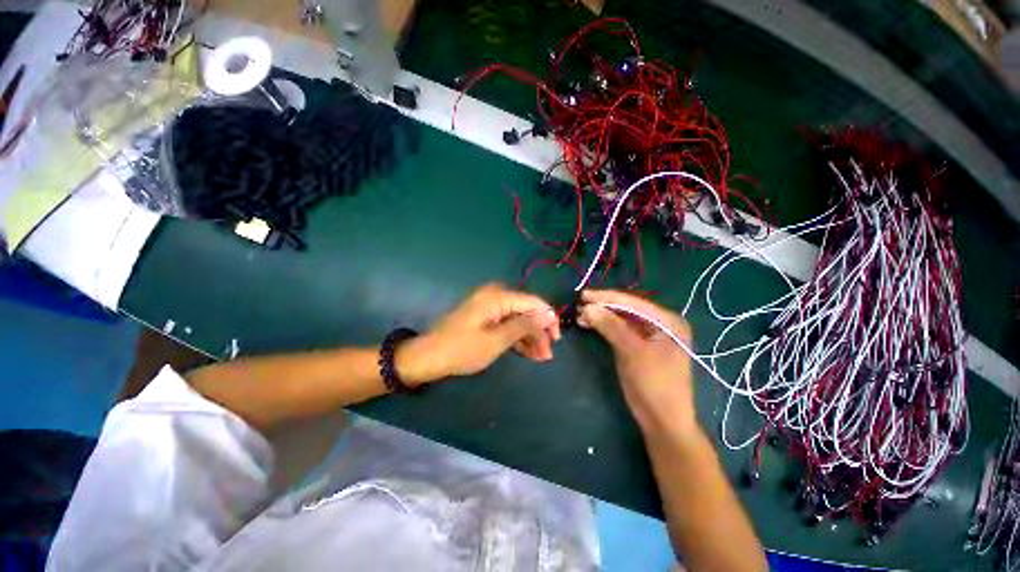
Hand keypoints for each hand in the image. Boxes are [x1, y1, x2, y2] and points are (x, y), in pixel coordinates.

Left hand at [397, 283, 560, 384]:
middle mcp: (496, 296)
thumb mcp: (497, 340)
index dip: (548, 319)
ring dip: (530, 337)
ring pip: (518, 319)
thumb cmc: (462, 349)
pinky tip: (527, 353)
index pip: (534, 302)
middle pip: (527, 311)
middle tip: (547, 355)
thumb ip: (524, 325)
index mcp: (498, 296)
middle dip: (539, 332)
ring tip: (540, 358)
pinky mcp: (485, 317)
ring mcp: (490, 306)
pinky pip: (507, 323)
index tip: (557, 340)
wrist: (429, 357)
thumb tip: (548, 314)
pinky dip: (517, 338)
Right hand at [577, 289, 697, 437]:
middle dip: (602, 306)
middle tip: (579, 304)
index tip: (584, 295)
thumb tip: (587, 307)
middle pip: (626, 309)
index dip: (607, 297)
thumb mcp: (633, 352)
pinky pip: (618, 330)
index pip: (633, 302)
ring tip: (580, 315)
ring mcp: (648, 335)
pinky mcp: (637, 346)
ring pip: (620, 319)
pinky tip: (588, 324)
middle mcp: (659, 323)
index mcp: (667, 321)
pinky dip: (603, 327)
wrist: (663, 421)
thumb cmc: (655, 384)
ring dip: (601, 316)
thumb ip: (611, 326)